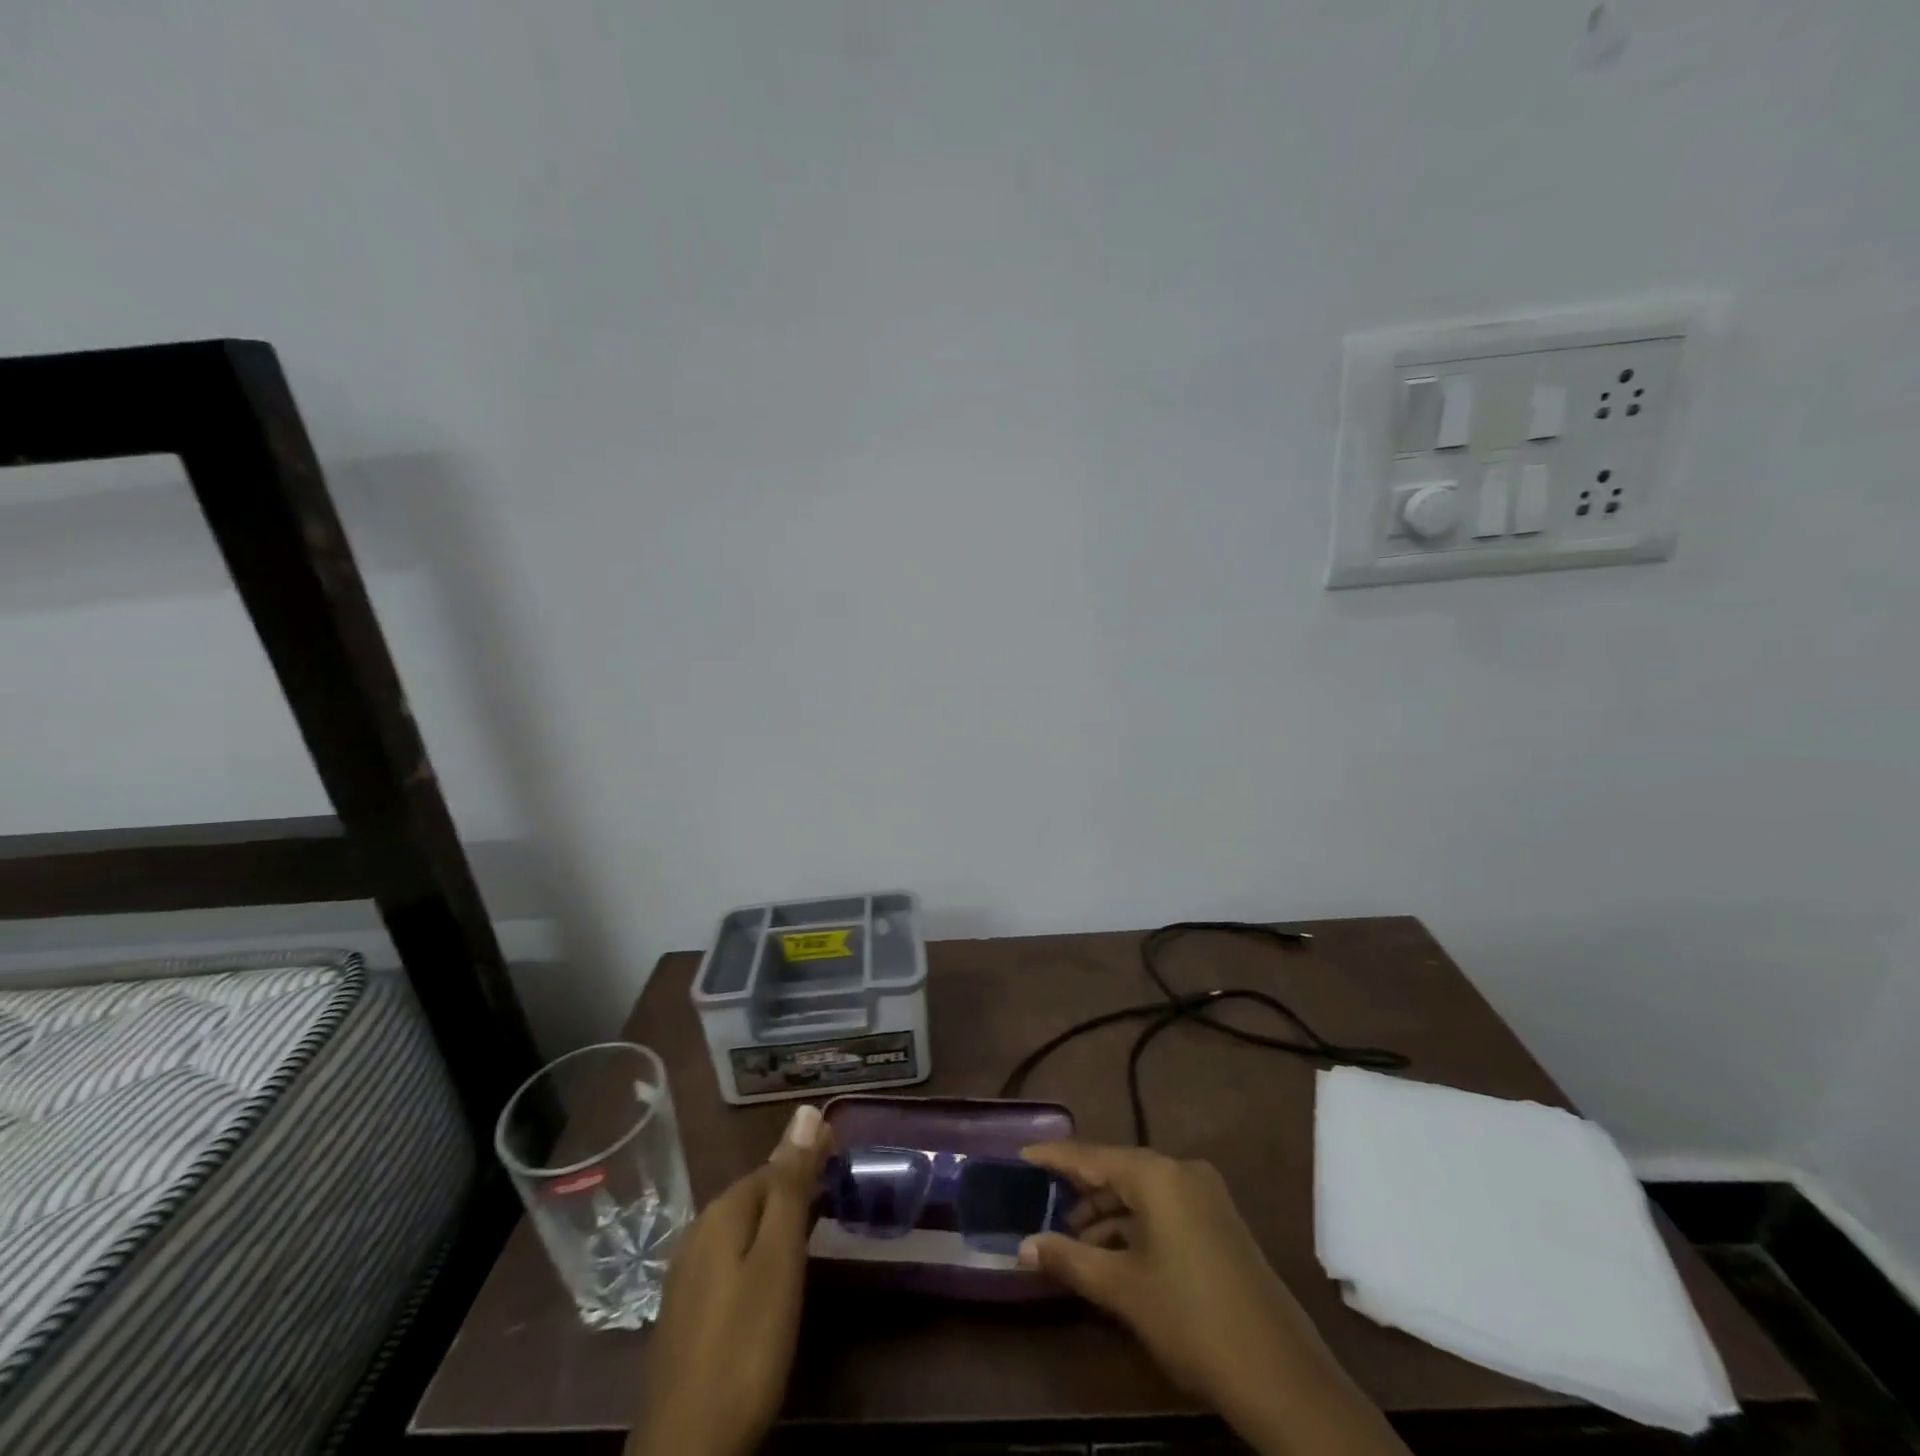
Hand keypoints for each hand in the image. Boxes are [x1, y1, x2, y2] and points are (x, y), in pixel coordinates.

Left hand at [627, 1104, 830, 1455]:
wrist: (687, 1450)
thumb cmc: (745, 1344)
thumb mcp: (778, 1258)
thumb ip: (792, 1185)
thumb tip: (807, 1110)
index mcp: (721, 1213)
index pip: (773, 1166)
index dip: (808, 1160)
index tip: (843, 1159)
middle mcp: (698, 1232)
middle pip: (755, 1194)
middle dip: (794, 1189)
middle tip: (837, 1194)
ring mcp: (687, 1275)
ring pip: (742, 1228)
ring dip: (777, 1221)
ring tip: (815, 1229)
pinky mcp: (687, 1312)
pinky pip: (731, 1259)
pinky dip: (759, 1252)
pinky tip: (774, 1277)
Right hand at [1019, 1141, 1407, 1455]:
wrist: (1281, 1375)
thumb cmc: (1191, 1319)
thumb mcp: (1123, 1289)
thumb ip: (1069, 1260)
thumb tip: (1023, 1247)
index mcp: (1158, 1174)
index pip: (1092, 1155)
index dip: (1054, 1156)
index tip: (1022, 1153)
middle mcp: (1183, 1171)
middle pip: (1118, 1170)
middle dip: (1080, 1190)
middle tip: (1042, 1205)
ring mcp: (1206, 1196)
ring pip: (1142, 1191)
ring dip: (1106, 1212)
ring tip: (1072, 1239)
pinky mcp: (1219, 1222)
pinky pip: (1164, 1208)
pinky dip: (1134, 1224)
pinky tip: (1113, 1252)